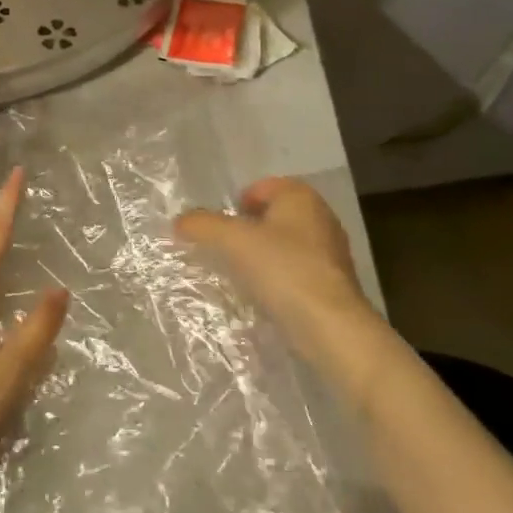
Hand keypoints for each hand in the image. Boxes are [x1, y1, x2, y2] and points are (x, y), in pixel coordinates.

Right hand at [176, 177, 372, 363]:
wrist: (330, 326)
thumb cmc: (283, 269)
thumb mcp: (233, 241)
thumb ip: (203, 225)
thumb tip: (180, 221)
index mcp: (301, 197)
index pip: (263, 186)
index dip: (238, 203)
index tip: (221, 226)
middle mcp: (320, 217)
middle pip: (273, 216)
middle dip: (248, 229)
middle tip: (225, 249)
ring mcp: (330, 252)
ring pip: (284, 244)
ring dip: (262, 255)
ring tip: (240, 274)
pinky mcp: (332, 284)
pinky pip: (295, 271)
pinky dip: (277, 278)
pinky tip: (263, 295)